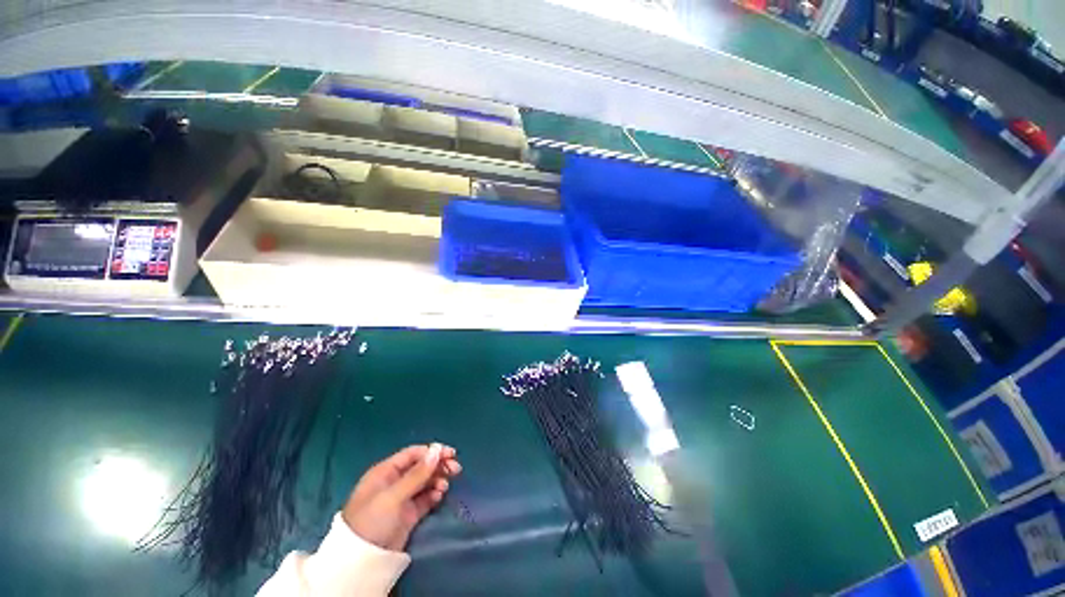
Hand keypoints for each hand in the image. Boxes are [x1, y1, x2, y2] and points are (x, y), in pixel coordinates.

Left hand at [341, 443, 461, 551]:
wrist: (361, 562)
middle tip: (455, 469)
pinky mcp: (408, 514)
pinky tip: (439, 496)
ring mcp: (402, 498)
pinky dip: (434, 495)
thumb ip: (417, 474)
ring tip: (445, 487)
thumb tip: (437, 450)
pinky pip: (425, 498)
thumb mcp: (393, 495)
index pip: (413, 454)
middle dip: (438, 466)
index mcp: (386, 471)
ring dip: (438, 480)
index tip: (451, 454)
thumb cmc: (372, 520)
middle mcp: (395, 481)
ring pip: (425, 482)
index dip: (432, 452)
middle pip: (421, 467)